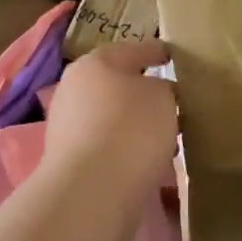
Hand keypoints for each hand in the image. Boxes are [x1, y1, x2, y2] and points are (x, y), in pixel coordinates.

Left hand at [46, 39, 177, 196]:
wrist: (93, 190)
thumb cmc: (131, 129)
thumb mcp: (163, 97)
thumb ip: (164, 89)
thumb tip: (157, 94)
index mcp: (95, 63)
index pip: (132, 50)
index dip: (155, 51)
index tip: (173, 56)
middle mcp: (73, 89)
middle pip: (116, 85)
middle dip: (144, 92)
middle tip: (173, 100)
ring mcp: (67, 127)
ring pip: (111, 117)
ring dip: (136, 123)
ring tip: (167, 135)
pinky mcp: (71, 161)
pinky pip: (108, 145)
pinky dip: (127, 148)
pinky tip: (148, 159)